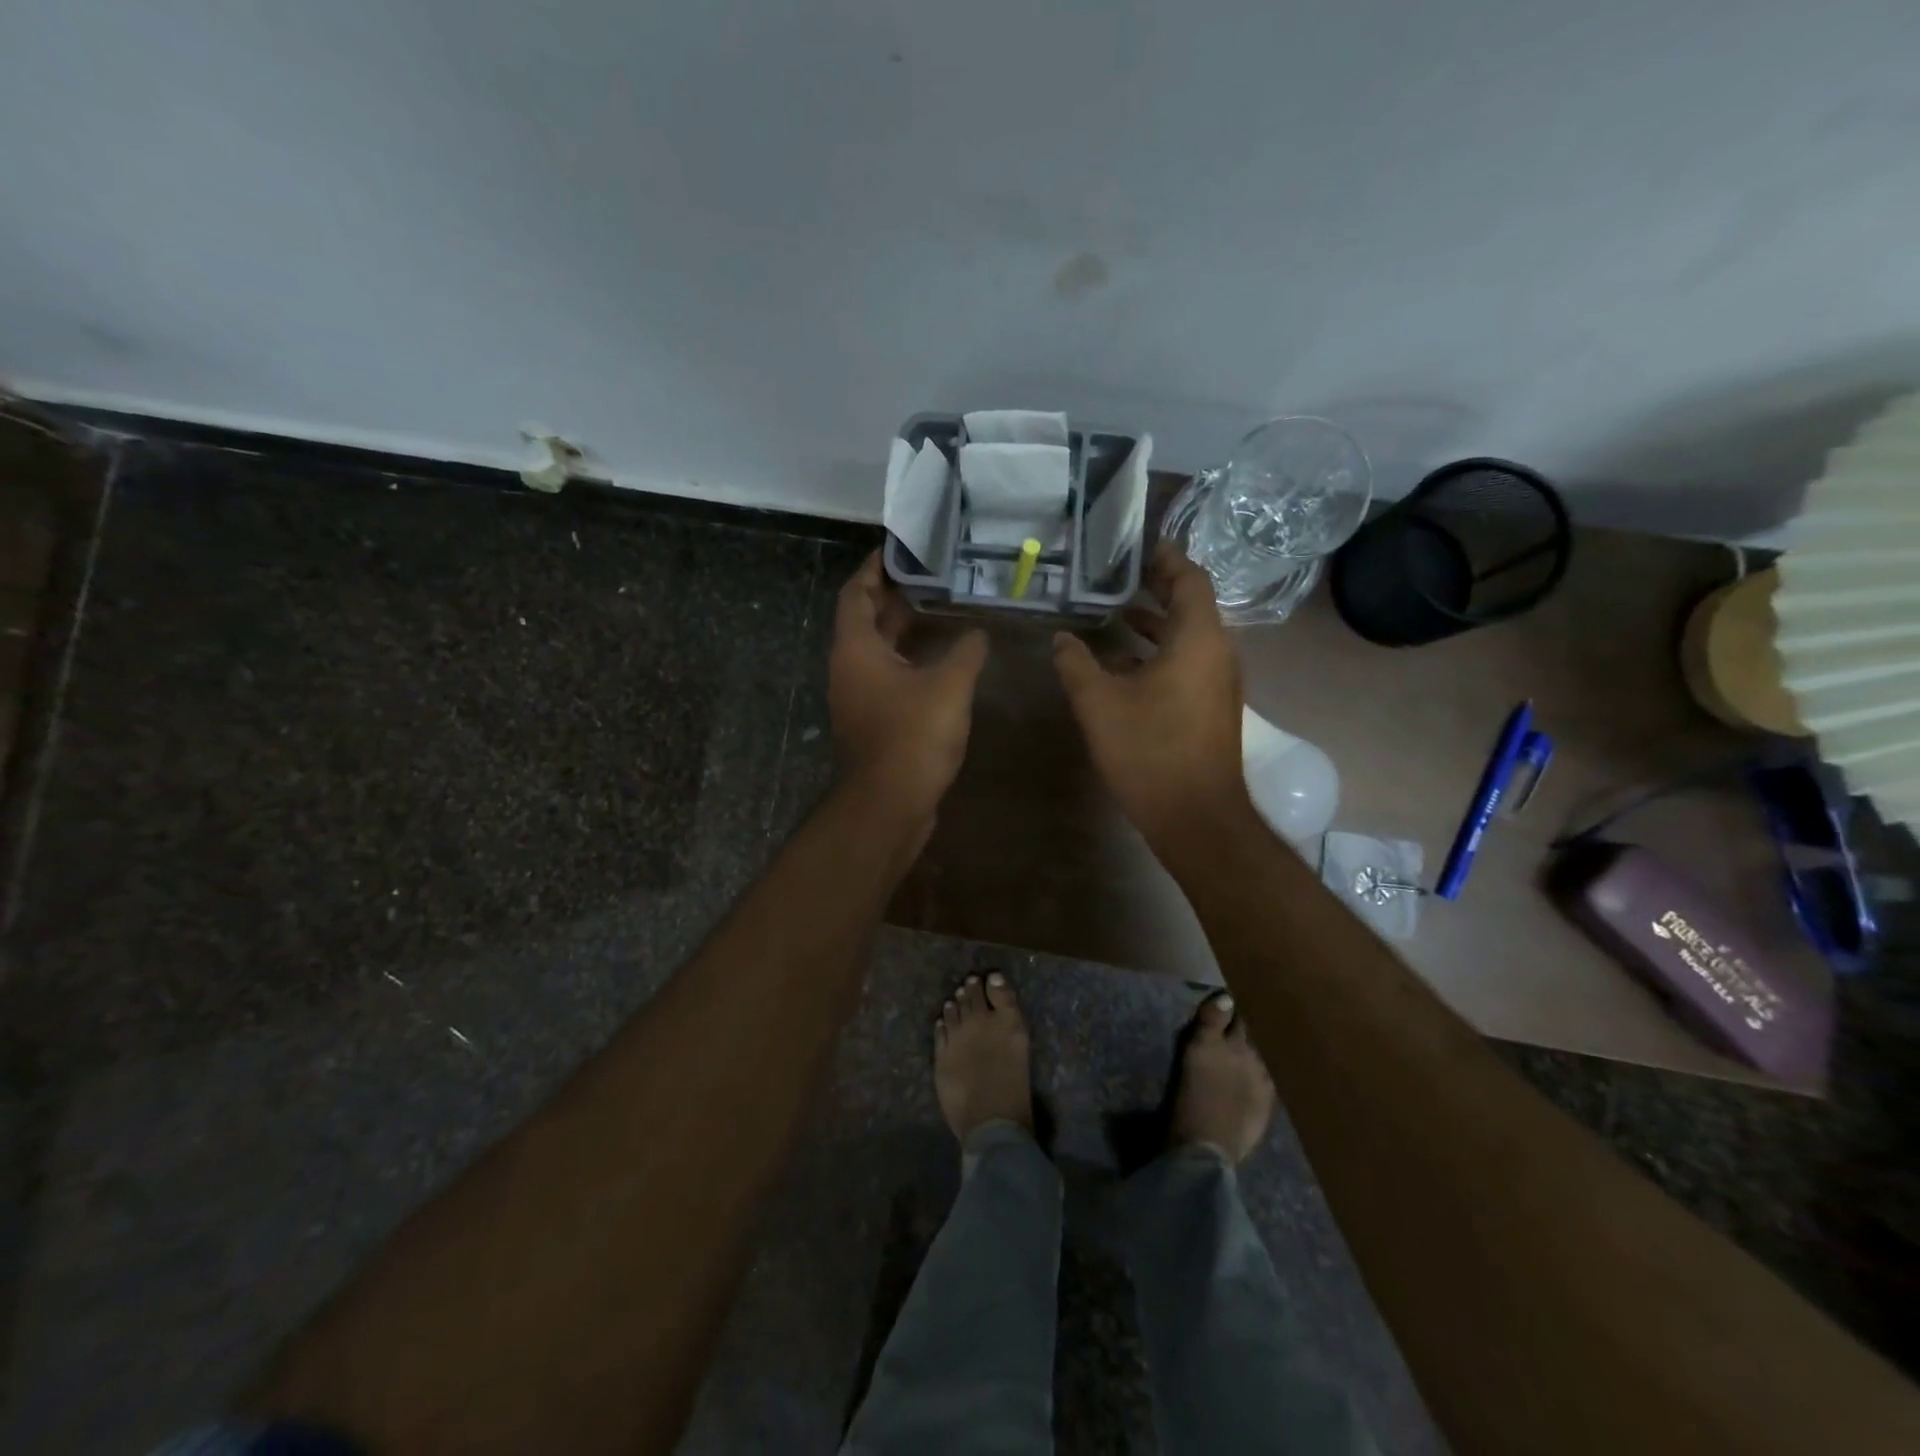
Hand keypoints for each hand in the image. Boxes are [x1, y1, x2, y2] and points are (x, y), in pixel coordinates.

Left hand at [830, 551, 988, 822]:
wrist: (890, 804)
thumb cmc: (912, 736)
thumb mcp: (948, 685)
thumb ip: (966, 651)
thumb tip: (978, 632)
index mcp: (856, 648)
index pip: (856, 593)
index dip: (874, 568)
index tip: (898, 549)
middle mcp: (850, 668)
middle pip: (866, 619)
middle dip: (894, 596)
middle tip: (929, 575)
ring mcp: (859, 697)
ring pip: (879, 651)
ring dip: (904, 630)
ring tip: (940, 609)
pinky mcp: (874, 721)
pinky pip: (889, 677)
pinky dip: (910, 660)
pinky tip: (942, 661)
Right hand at [1053, 542, 1252, 849]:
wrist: (1196, 816)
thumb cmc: (1149, 751)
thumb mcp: (1099, 703)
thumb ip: (1076, 664)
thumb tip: (1061, 640)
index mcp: (1197, 639)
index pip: (1190, 579)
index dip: (1167, 559)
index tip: (1141, 546)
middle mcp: (1217, 653)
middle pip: (1190, 606)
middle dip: (1156, 589)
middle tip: (1119, 576)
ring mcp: (1218, 683)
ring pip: (1188, 638)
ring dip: (1154, 625)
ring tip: (1115, 615)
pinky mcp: (1211, 708)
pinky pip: (1187, 665)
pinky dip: (1158, 655)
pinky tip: (1121, 667)